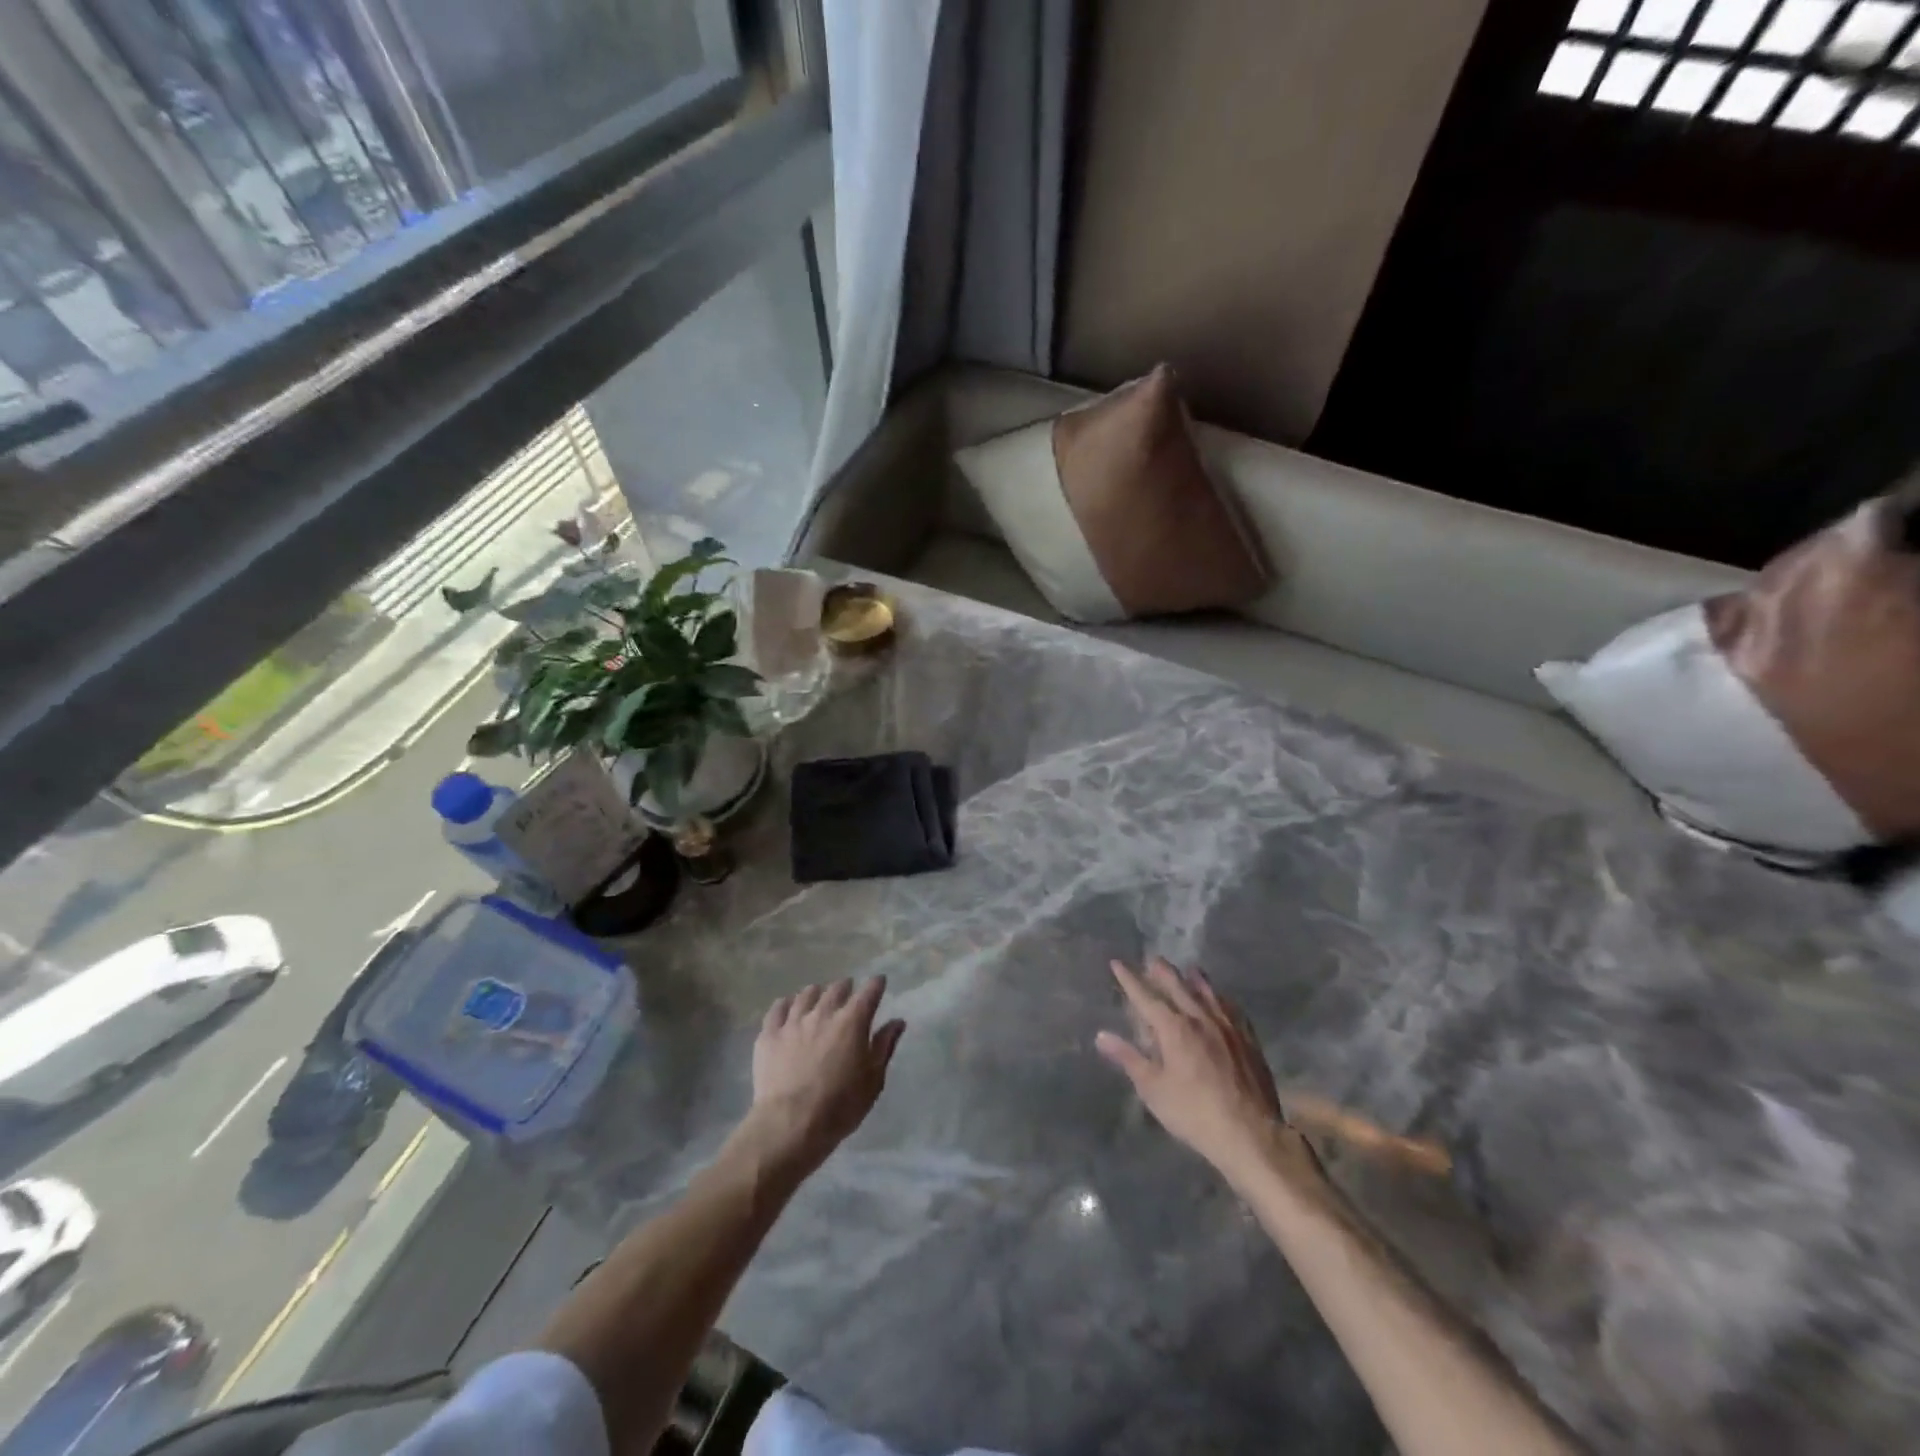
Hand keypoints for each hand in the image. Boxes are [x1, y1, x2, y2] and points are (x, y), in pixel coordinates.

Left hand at [743, 977, 904, 1175]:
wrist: (790, 1125)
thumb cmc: (840, 1106)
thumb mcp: (873, 1080)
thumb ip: (884, 1046)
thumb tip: (897, 1022)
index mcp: (852, 1022)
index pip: (868, 992)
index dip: (876, 984)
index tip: (879, 982)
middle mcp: (823, 1013)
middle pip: (836, 989)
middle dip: (845, 987)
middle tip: (848, 990)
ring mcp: (793, 1022)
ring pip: (806, 995)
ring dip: (816, 993)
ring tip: (818, 997)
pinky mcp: (769, 1035)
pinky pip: (777, 1009)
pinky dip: (786, 1004)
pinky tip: (788, 1007)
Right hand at [1096, 958, 1320, 1189]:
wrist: (1249, 1133)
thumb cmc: (1194, 1112)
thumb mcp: (1153, 1089)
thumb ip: (1129, 1059)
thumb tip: (1102, 1036)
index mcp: (1173, 1028)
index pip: (1145, 997)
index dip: (1129, 979)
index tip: (1117, 963)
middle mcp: (1200, 1018)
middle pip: (1178, 986)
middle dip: (1162, 971)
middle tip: (1153, 959)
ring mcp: (1227, 1026)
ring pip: (1208, 992)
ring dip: (1194, 978)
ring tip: (1188, 968)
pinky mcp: (1248, 1039)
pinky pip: (1232, 1008)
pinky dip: (1221, 998)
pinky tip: (1222, 999)